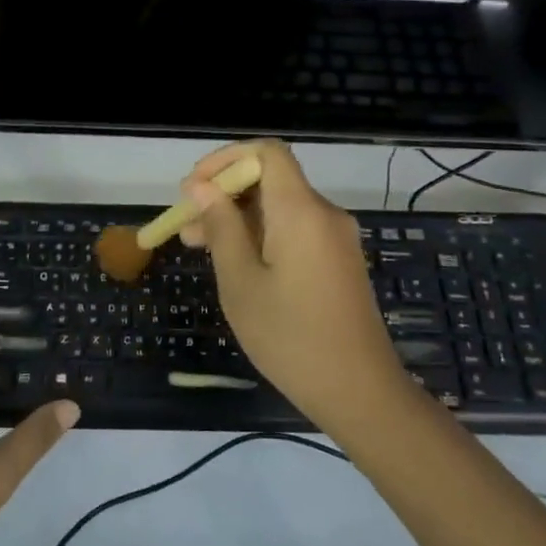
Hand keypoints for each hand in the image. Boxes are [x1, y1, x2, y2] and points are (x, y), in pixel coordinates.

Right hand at [179, 141, 409, 434]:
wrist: (360, 393)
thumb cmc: (290, 338)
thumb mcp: (241, 282)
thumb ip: (221, 227)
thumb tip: (201, 187)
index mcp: (301, 211)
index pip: (267, 152)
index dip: (225, 159)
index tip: (193, 187)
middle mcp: (323, 213)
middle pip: (270, 179)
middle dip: (224, 194)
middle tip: (185, 225)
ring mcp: (335, 238)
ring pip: (279, 207)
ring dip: (238, 218)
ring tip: (197, 246)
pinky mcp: (339, 260)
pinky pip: (295, 229)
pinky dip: (261, 235)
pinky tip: (235, 263)